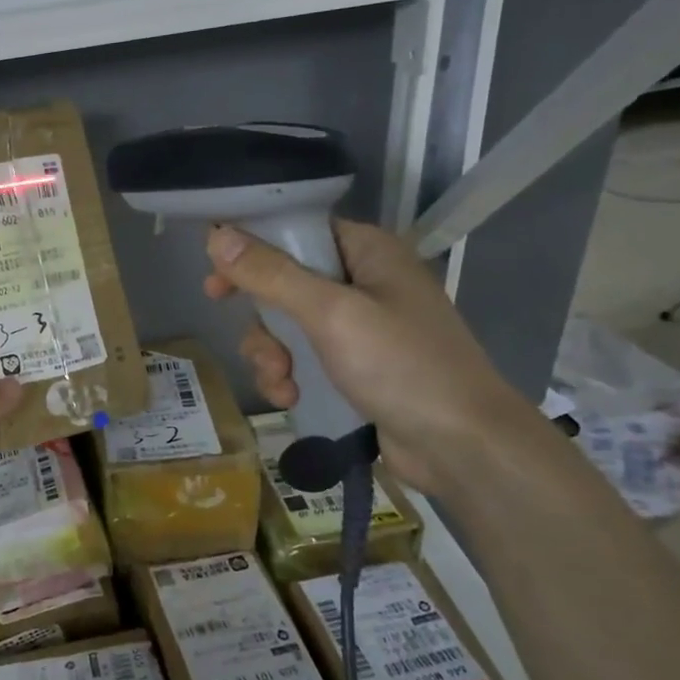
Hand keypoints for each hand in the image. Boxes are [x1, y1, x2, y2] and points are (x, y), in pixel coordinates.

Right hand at [203, 220, 539, 495]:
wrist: (462, 448)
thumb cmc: (402, 366)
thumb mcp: (331, 314)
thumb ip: (271, 275)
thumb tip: (216, 237)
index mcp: (367, 252)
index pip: (296, 231)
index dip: (252, 250)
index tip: (217, 279)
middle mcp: (363, 282)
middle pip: (285, 283)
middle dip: (263, 319)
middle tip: (251, 341)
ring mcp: (361, 328)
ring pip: (288, 326)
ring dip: (272, 354)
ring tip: (281, 381)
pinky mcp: (356, 368)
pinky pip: (304, 359)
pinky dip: (290, 377)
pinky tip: (291, 398)